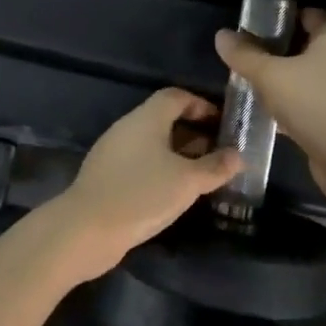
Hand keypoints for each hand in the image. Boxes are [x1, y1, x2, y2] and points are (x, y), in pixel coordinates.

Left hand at [49, 89, 242, 281]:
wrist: (86, 229)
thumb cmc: (142, 195)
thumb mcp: (187, 182)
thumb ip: (215, 167)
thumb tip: (238, 155)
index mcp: (146, 118)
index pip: (176, 96)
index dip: (201, 105)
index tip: (222, 124)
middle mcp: (127, 128)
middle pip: (164, 119)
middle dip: (193, 132)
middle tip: (219, 152)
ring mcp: (113, 152)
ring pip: (152, 143)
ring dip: (178, 153)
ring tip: (203, 174)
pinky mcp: (106, 175)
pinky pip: (140, 162)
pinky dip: (161, 168)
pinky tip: (174, 191)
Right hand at [216, 9, 325, 205]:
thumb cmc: (314, 105)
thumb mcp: (270, 76)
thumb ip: (244, 55)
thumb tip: (221, 35)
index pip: (309, 14)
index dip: (283, 16)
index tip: (254, 26)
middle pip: (307, 45)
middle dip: (277, 50)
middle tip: (246, 56)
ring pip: (308, 76)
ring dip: (284, 79)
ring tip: (252, 84)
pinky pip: (312, 102)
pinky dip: (293, 104)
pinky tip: (269, 113)